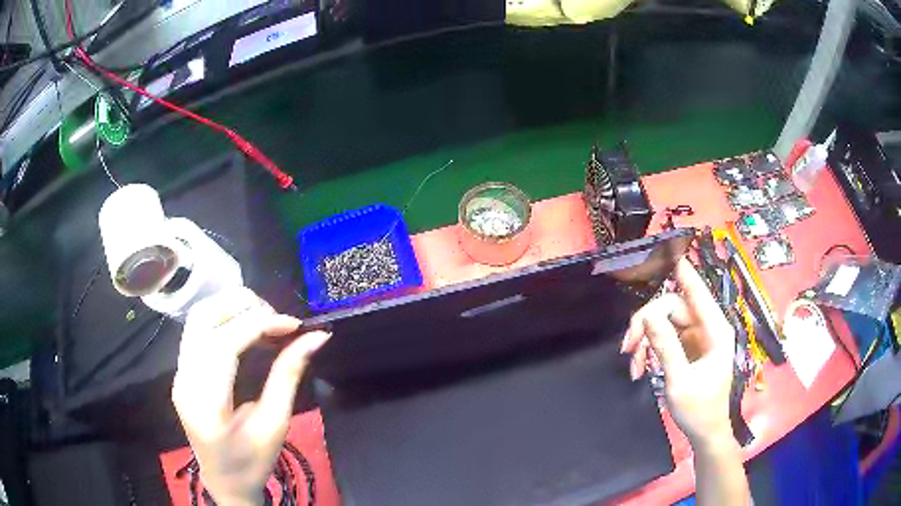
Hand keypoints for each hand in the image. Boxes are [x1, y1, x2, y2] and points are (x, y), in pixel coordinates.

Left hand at [172, 288, 329, 505]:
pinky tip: (246, 329)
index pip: (225, 344)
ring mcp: (179, 373)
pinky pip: (198, 329)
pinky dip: (224, 318)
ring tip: (264, 318)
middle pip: (204, 318)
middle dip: (243, 306)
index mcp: (206, 403)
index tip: (294, 324)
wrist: (224, 481)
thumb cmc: (252, 462)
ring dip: (231, 306)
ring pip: (198, 317)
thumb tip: (316, 338)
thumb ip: (289, 376)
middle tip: (278, 319)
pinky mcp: (182, 370)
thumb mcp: (275, 425)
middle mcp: (184, 380)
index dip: (260, 323)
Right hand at [620, 258, 736, 449]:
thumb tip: (649, 315)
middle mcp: (707, 327)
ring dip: (646, 339)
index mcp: (715, 330)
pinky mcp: (688, 347)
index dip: (684, 271)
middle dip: (648, 324)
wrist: (705, 432)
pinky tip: (639, 367)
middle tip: (628, 347)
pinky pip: (664, 337)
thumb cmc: (699, 409)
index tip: (669, 252)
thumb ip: (666, 346)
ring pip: (665, 321)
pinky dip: (650, 349)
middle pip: (672, 307)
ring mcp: (697, 337)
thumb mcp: (680, 380)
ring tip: (633, 364)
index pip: (697, 292)